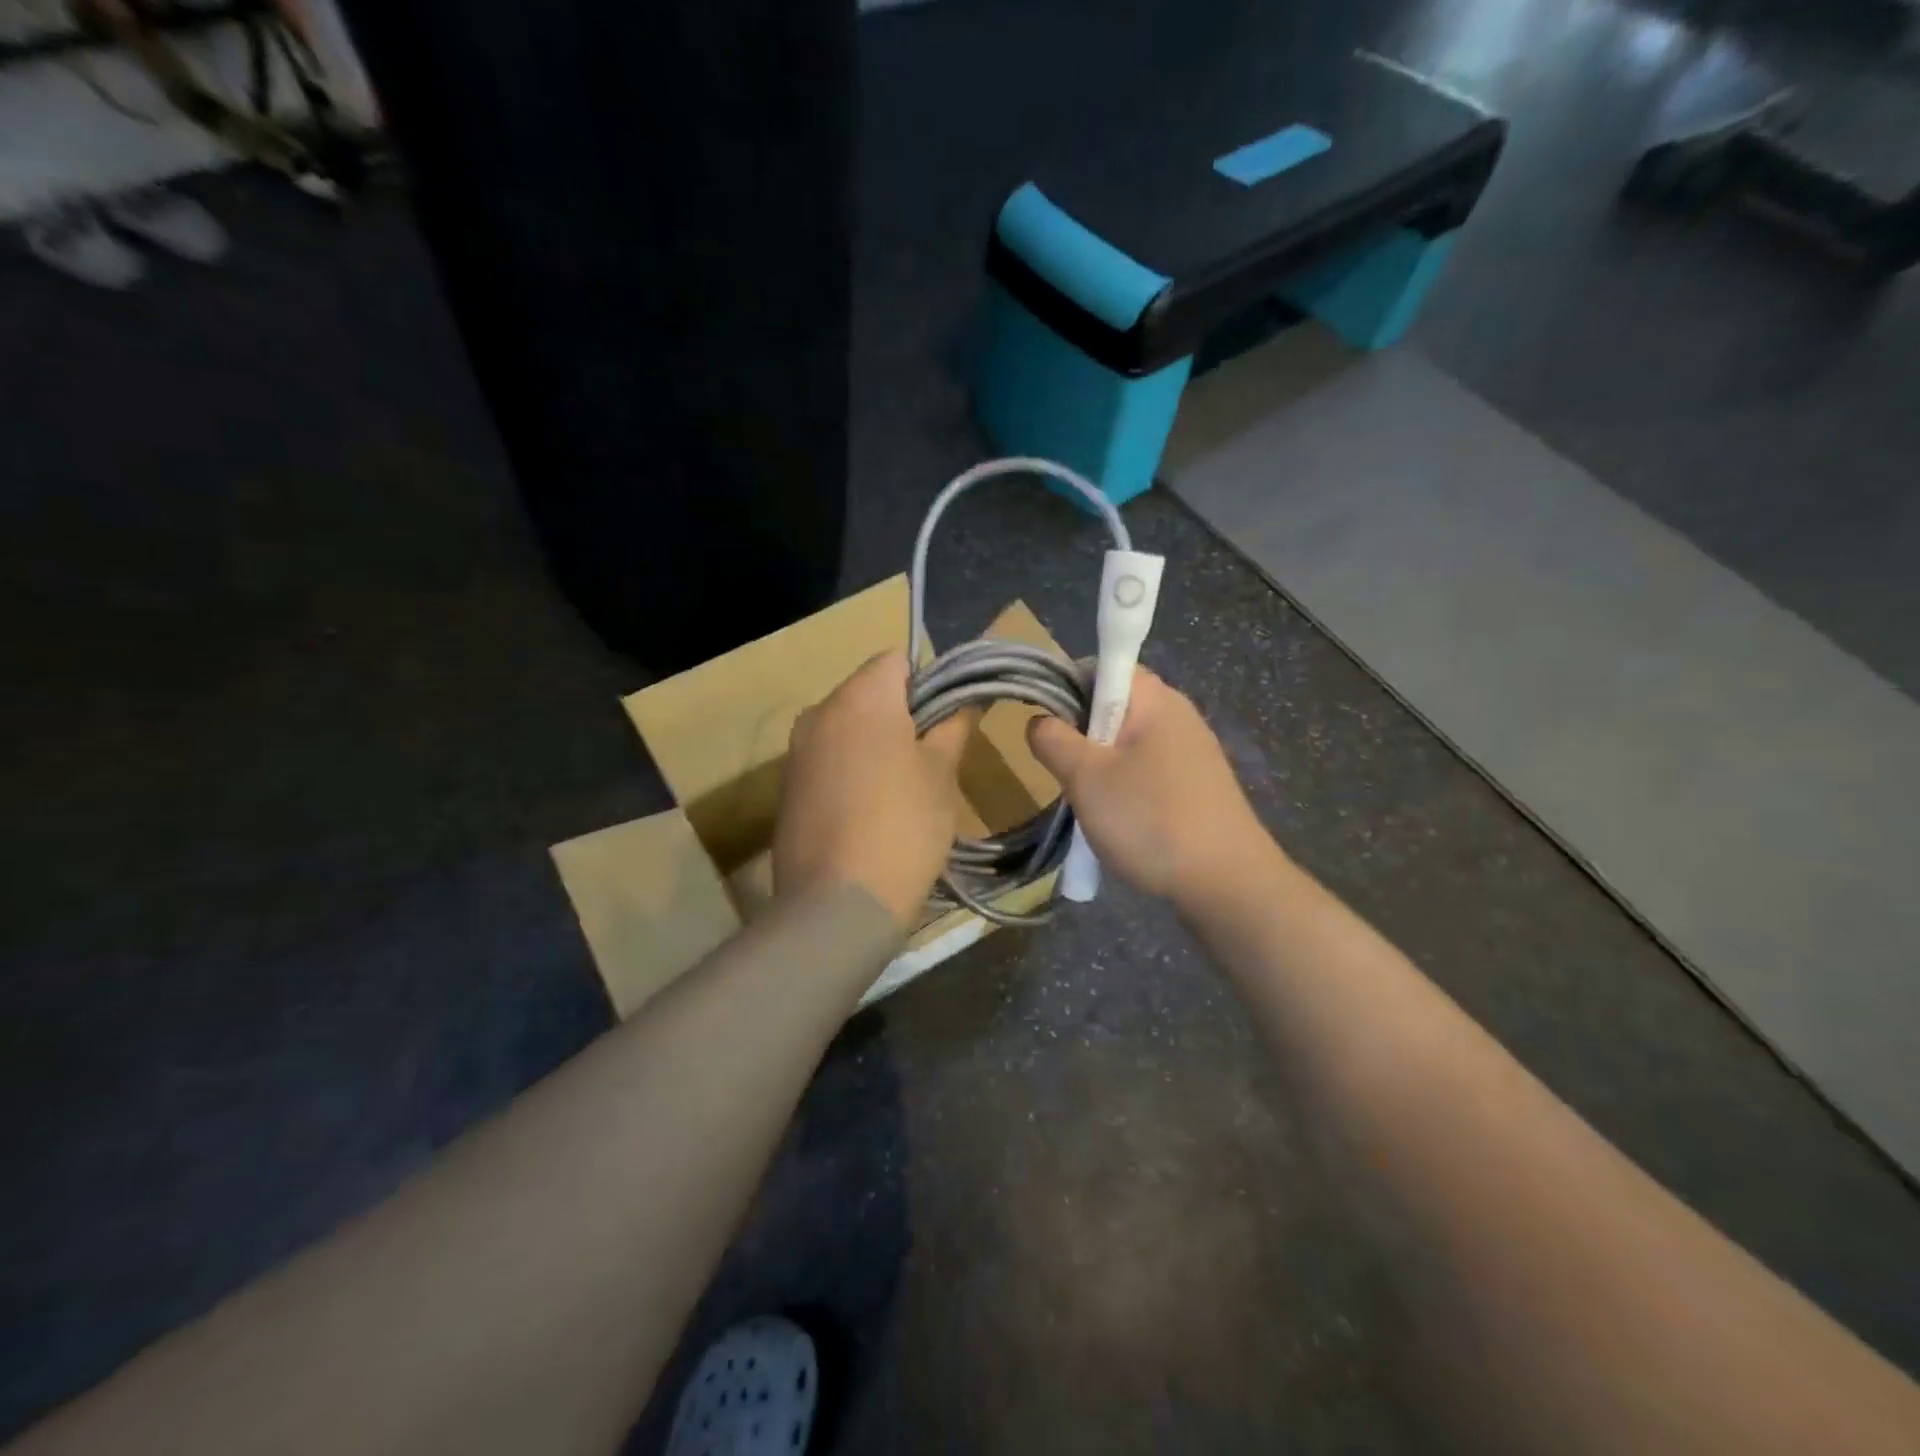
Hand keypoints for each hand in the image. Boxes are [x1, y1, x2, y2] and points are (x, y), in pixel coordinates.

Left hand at [774, 651, 974, 927]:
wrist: (838, 904)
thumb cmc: (902, 827)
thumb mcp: (941, 774)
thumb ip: (954, 726)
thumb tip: (969, 698)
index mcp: (860, 697)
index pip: (896, 660)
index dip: (929, 682)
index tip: (948, 720)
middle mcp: (819, 712)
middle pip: (869, 692)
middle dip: (902, 714)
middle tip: (934, 757)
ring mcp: (796, 750)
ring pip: (847, 727)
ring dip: (876, 743)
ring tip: (904, 788)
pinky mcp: (787, 786)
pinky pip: (828, 758)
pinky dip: (851, 769)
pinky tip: (870, 810)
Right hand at [1027, 668, 1272, 905]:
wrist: (1227, 883)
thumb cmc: (1150, 819)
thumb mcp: (1086, 778)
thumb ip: (1054, 740)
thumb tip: (1040, 721)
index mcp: (1155, 698)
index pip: (1103, 665)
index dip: (1068, 686)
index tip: (1051, 725)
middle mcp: (1178, 713)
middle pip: (1114, 705)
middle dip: (1082, 733)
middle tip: (1067, 771)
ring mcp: (1193, 750)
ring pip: (1129, 741)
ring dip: (1102, 765)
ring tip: (1092, 802)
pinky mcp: (1200, 783)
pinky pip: (1149, 769)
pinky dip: (1128, 786)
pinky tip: (1124, 820)